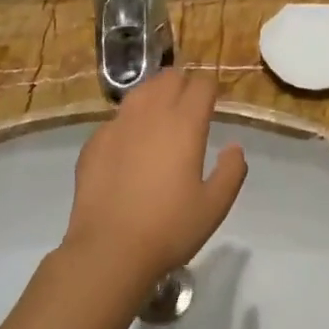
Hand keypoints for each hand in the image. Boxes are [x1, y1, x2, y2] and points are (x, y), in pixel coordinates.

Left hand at [61, 70, 247, 298]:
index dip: (210, 87)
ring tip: (161, 114)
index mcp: (184, 125)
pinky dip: (129, 122)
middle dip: (183, 84)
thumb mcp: (214, 206)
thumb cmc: (169, 228)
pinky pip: (116, 119)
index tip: (214, 99)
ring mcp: (117, 126)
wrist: (109, 249)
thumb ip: (231, 171)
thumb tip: (234, 147)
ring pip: (139, 92)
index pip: (201, 85)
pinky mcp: (94, 142)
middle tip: (190, 104)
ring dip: (154, 94)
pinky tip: (130, 144)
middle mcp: (150, 115)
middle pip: (168, 78)